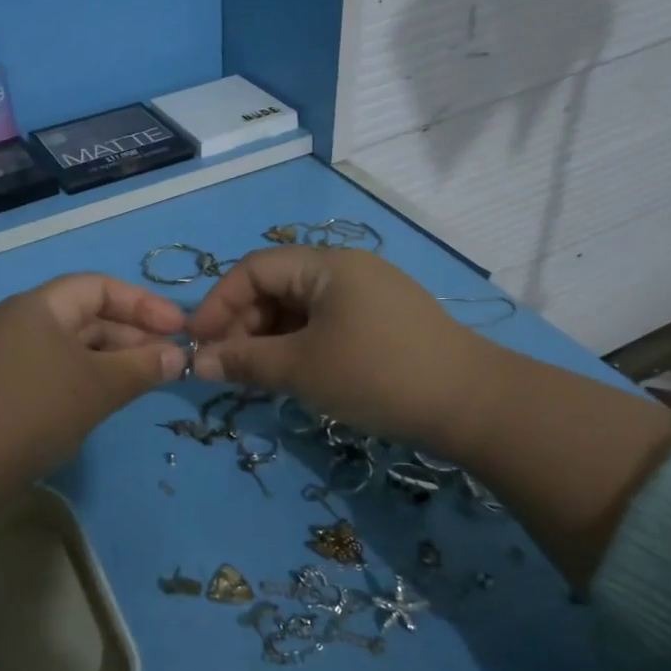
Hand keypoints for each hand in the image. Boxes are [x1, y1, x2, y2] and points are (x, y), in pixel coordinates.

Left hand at [0, 274, 185, 543]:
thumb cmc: (30, 413)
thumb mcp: (95, 388)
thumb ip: (140, 368)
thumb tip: (177, 356)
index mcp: (36, 306)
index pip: (99, 286)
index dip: (143, 304)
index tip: (179, 330)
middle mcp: (16, 322)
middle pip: (83, 316)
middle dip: (129, 336)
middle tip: (167, 363)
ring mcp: (1, 357)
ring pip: (67, 349)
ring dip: (107, 362)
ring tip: (141, 385)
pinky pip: (48, 373)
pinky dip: (80, 382)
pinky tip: (98, 406)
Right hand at [187, 247, 490, 450]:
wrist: (474, 405)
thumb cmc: (377, 375)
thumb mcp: (301, 369)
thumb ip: (244, 362)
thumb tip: (196, 362)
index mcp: (325, 265)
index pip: (253, 270)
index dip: (219, 303)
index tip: (198, 343)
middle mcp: (345, 269)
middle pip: (275, 287)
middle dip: (243, 325)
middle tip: (226, 367)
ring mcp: (368, 295)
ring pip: (299, 309)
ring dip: (269, 339)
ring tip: (255, 376)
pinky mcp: (382, 322)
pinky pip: (324, 324)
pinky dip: (298, 346)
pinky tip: (292, 375)